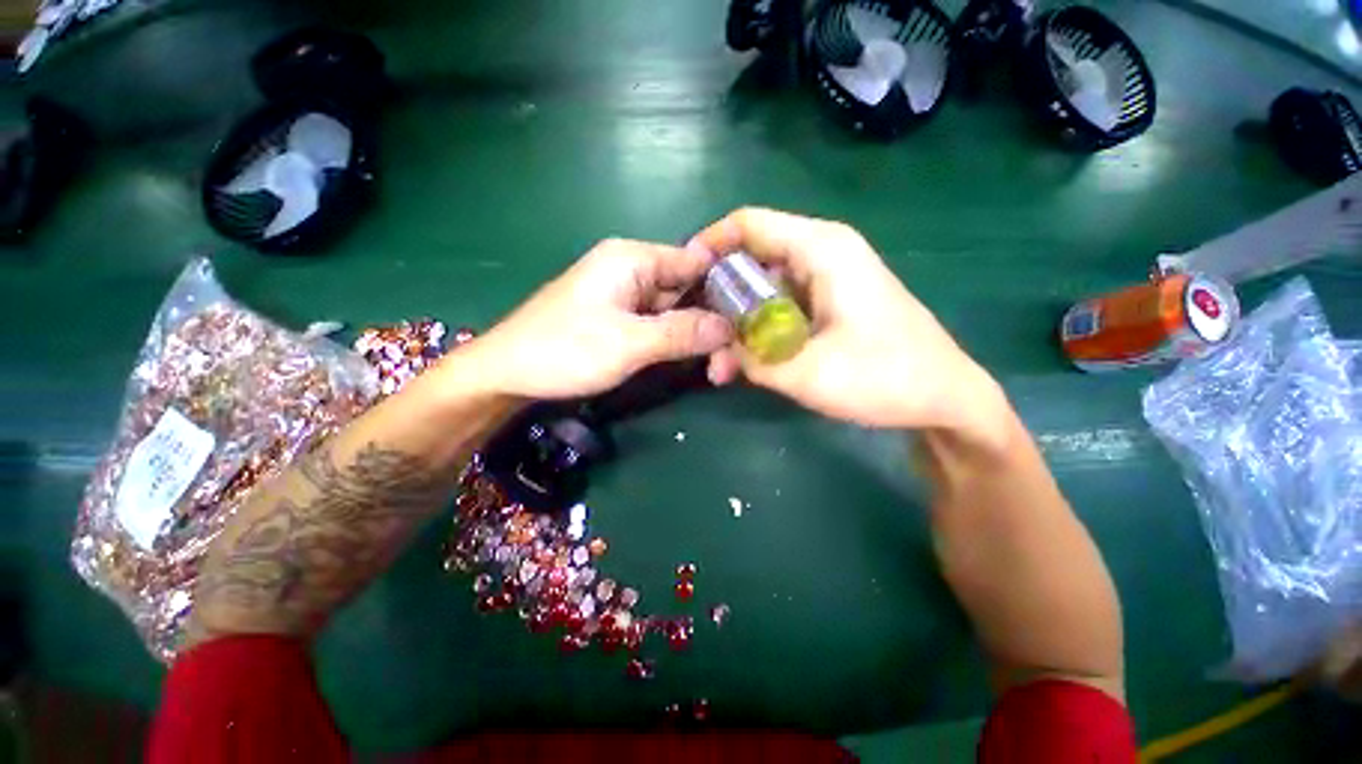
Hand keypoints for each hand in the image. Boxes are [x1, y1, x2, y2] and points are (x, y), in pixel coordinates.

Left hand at [451, 239, 733, 399]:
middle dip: (711, 319)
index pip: (695, 262)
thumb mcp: (630, 342)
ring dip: (695, 334)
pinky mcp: (618, 317)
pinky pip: (657, 323)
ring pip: (674, 309)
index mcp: (633, 258)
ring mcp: (624, 294)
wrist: (507, 373)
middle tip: (733, 356)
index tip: (748, 320)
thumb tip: (730, 328)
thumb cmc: (565, 350)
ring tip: (719, 365)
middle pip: (686, 288)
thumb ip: (682, 332)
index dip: (723, 288)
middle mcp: (631, 269)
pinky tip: (693, 358)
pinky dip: (675, 340)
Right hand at [696, 208, 1005, 434]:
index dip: (709, 245)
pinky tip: (747, 364)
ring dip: (739, 324)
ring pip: (764, 289)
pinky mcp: (829, 303)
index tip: (682, 281)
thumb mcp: (805, 374)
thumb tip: (715, 350)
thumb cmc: (885, 378)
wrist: (945, 398)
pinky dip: (760, 332)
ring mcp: (826, 280)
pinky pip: (781, 308)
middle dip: (720, 299)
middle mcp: (821, 254)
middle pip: (751, 259)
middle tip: (700, 338)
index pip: (747, 225)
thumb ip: (750, 358)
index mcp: (821, 250)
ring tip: (722, 367)